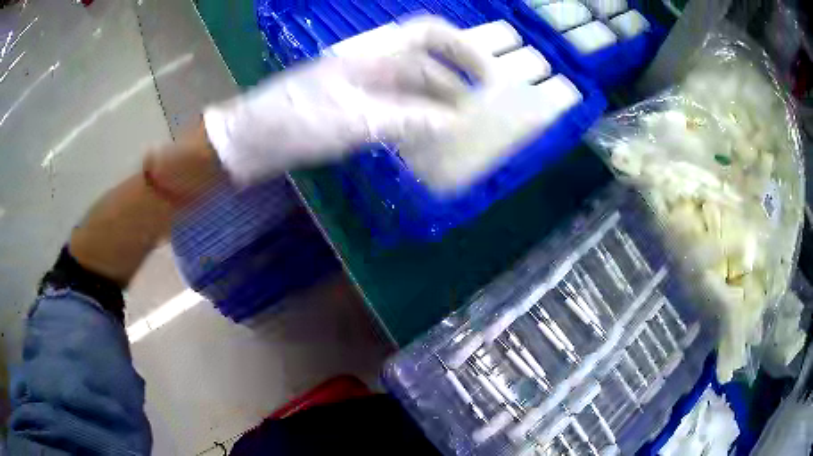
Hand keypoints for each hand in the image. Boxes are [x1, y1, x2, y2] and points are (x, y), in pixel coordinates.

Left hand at [203, 15, 485, 184]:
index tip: (488, 74)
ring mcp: (360, 90)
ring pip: (410, 92)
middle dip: (455, 87)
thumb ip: (406, 118)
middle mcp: (371, 67)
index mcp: (373, 56)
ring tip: (460, 134)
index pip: (427, 35)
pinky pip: (393, 112)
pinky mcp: (350, 112)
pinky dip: (413, 124)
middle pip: (424, 68)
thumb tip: (454, 123)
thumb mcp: (354, 119)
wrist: (248, 141)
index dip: (461, 48)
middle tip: (481, 116)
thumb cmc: (294, 121)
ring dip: (436, 108)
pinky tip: (424, 143)